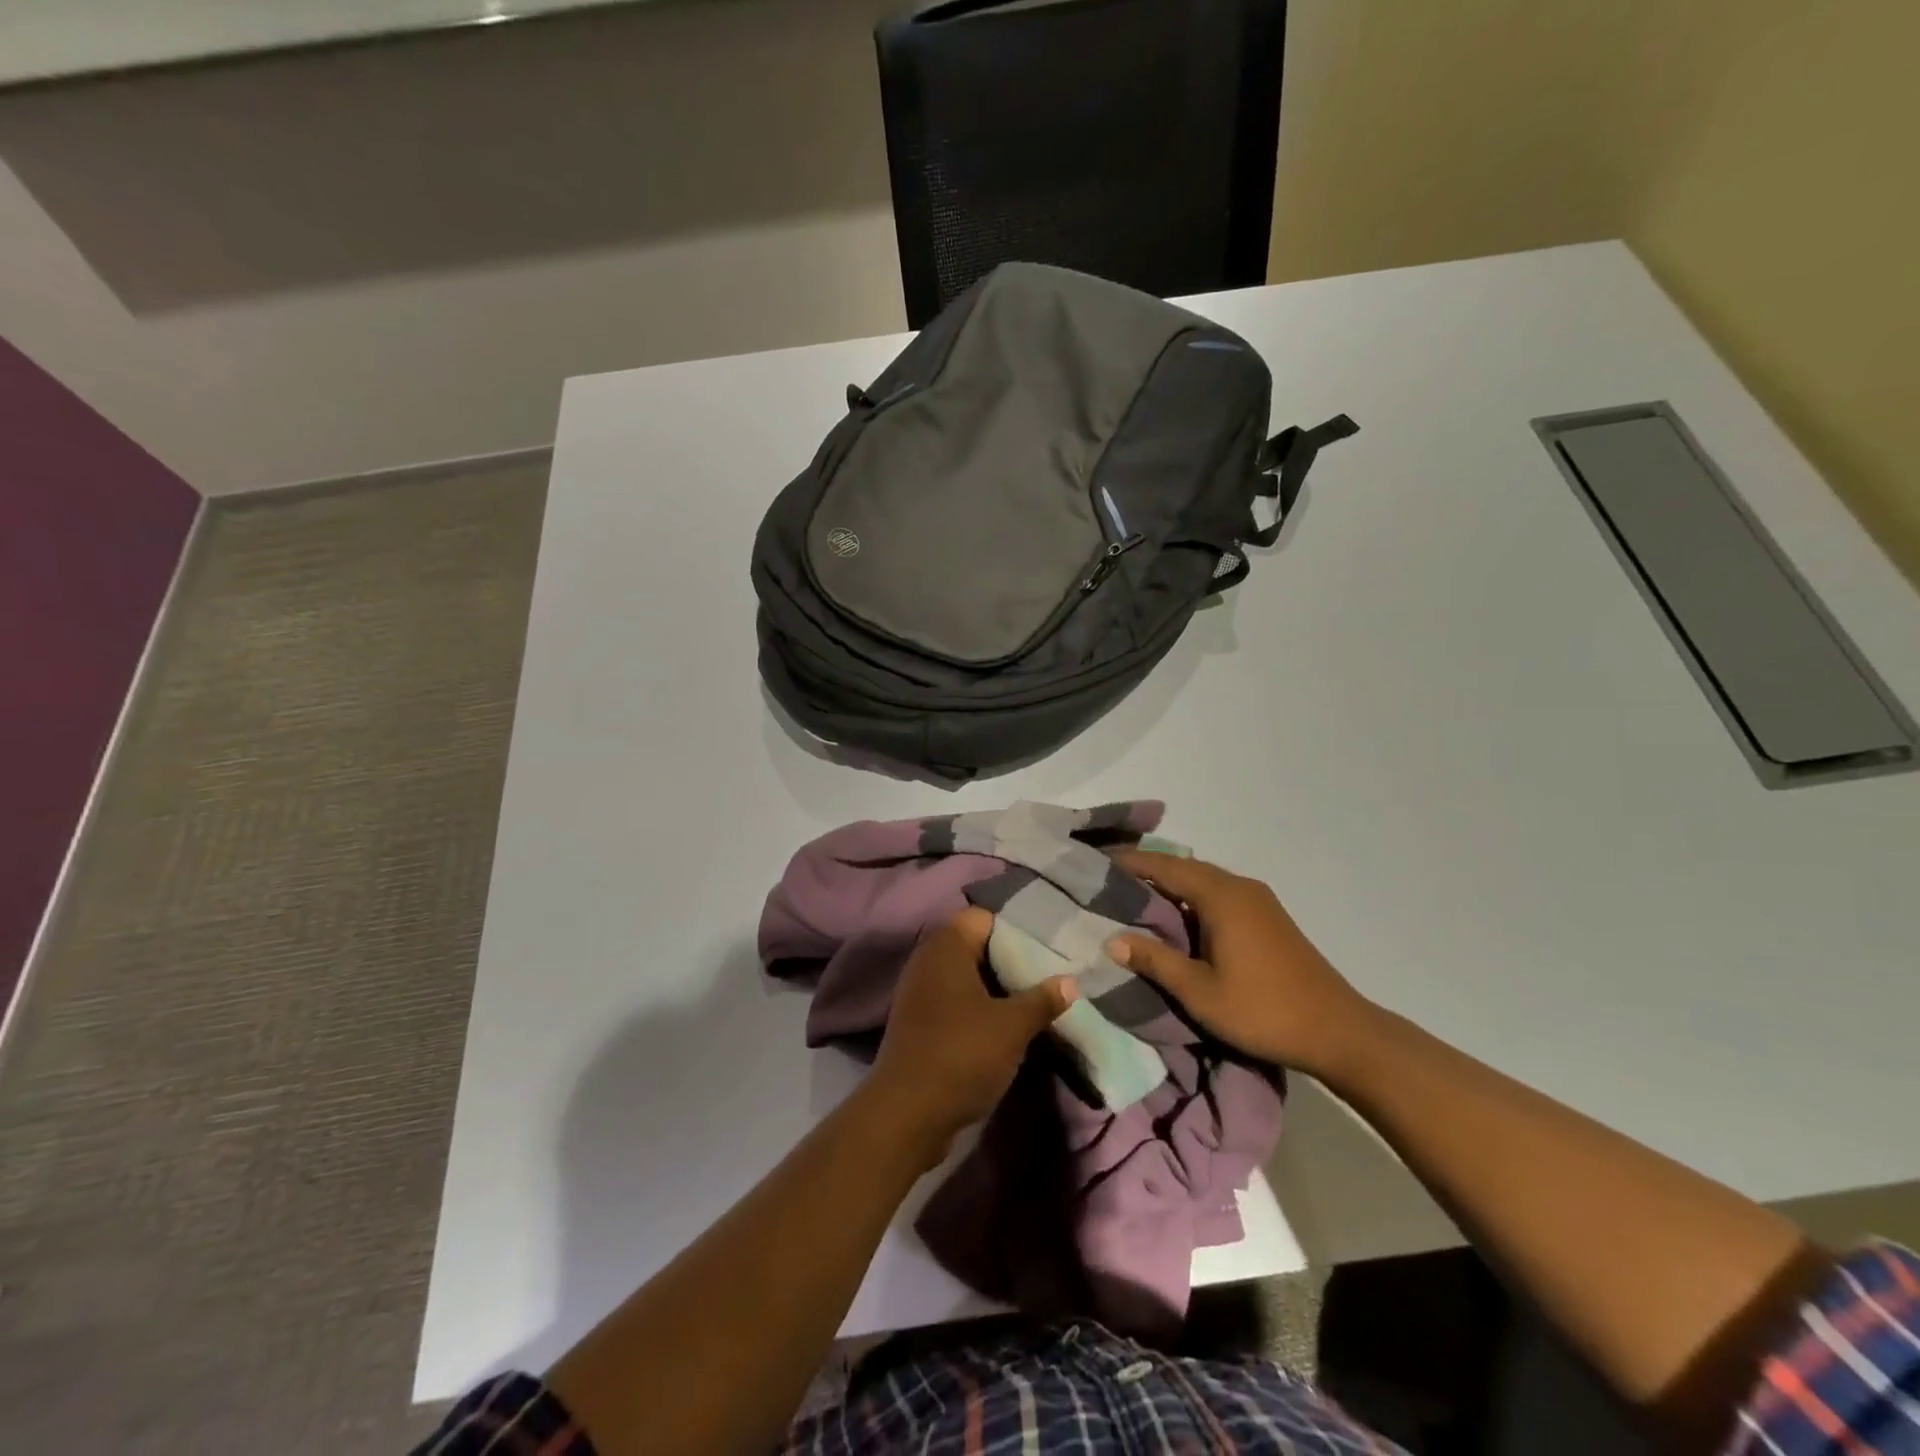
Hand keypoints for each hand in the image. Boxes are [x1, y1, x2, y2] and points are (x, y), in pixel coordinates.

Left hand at [866, 908, 1076, 1160]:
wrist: (907, 1114)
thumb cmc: (962, 1054)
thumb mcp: (1012, 1026)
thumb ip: (1042, 999)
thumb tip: (1070, 981)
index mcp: (946, 946)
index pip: (984, 917)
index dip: (1016, 927)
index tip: (1049, 944)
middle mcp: (928, 961)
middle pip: (976, 946)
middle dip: (1012, 959)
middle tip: (1050, 972)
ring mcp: (920, 993)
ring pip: (968, 977)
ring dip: (998, 987)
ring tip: (1037, 999)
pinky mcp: (919, 1022)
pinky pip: (956, 1001)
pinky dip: (980, 1008)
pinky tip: (1008, 1025)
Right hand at [1107, 851, 1373, 1076]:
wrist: (1338, 1031)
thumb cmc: (1263, 1010)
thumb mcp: (1199, 991)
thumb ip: (1154, 961)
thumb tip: (1111, 940)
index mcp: (1221, 896)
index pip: (1164, 866)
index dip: (1129, 862)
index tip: (1096, 860)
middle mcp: (1239, 887)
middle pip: (1184, 867)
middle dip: (1146, 868)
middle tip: (1108, 876)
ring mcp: (1258, 900)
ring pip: (1203, 879)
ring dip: (1170, 881)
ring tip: (1133, 892)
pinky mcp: (1268, 917)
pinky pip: (1219, 892)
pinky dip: (1190, 894)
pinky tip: (1176, 913)